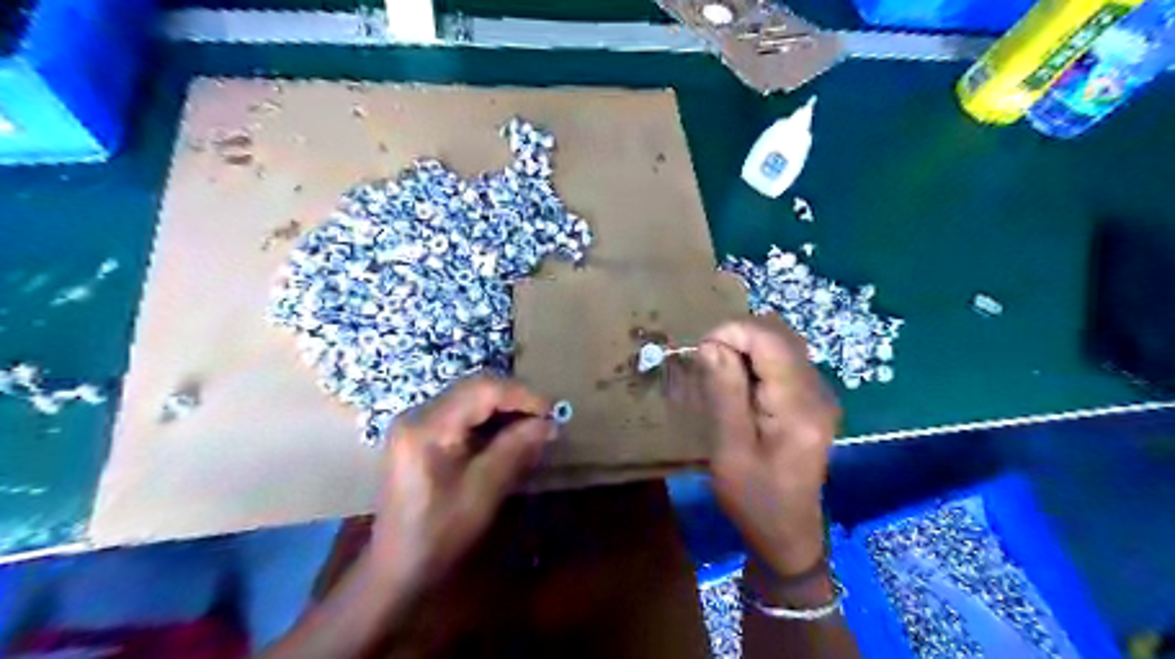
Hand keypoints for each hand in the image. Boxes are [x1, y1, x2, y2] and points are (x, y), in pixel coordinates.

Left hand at [370, 378, 555, 588]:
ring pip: (470, 397)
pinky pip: (461, 413)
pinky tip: (507, 434)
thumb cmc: (441, 533)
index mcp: (427, 426)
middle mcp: (418, 414)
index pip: (481, 390)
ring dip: (504, 407)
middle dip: (514, 398)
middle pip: (474, 388)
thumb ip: (516, 449)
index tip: (552, 411)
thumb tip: (549, 423)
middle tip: (545, 417)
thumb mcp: (484, 490)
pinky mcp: (420, 434)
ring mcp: (416, 422)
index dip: (521, 395)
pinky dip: (489, 419)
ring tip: (532, 424)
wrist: (398, 568)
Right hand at [697, 317, 833, 578]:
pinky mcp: (812, 399)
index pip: (770, 340)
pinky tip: (739, 383)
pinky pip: (784, 361)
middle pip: (779, 335)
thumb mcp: (730, 449)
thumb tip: (712, 344)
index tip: (700, 352)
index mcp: (799, 406)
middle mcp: (818, 391)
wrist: (787, 534)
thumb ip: (724, 393)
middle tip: (706, 362)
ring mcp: (819, 394)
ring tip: (719, 371)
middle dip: (738, 336)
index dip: (732, 332)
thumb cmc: (754, 499)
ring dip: (746, 346)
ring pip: (782, 343)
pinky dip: (756, 359)